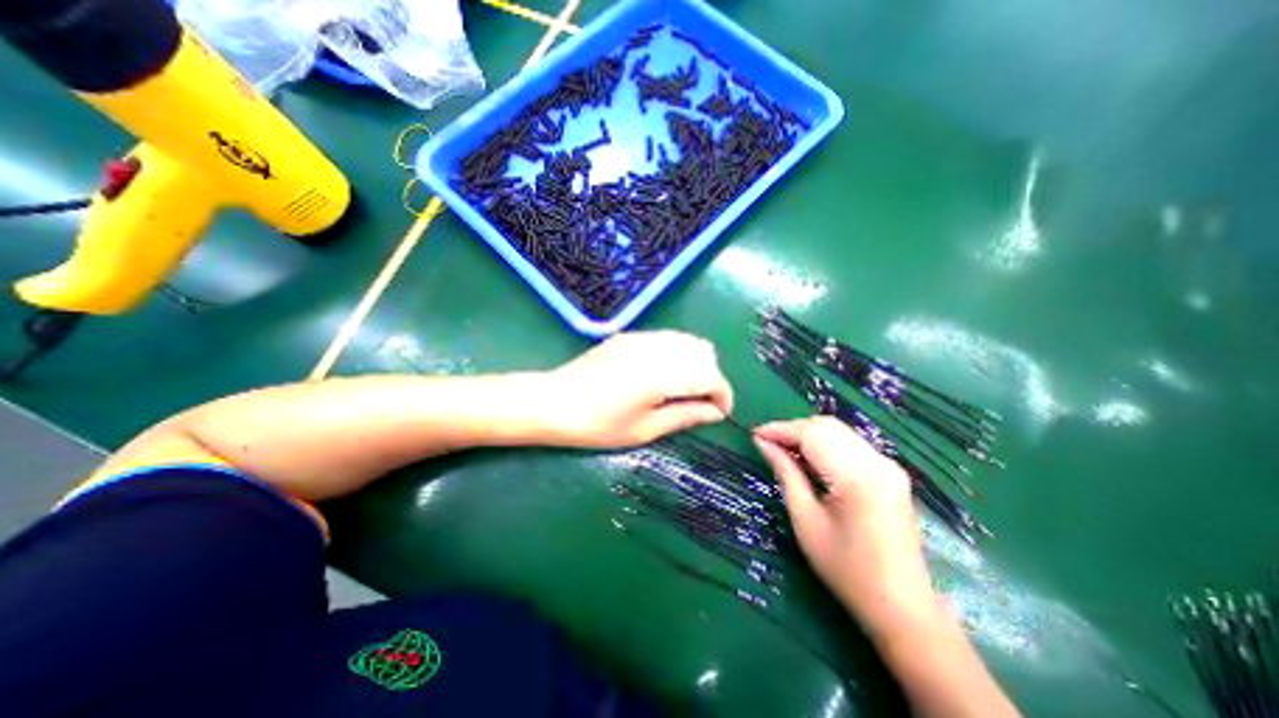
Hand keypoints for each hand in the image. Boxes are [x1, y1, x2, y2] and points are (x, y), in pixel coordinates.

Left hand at [544, 330, 733, 448]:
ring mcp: (642, 337)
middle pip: (703, 352)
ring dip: (695, 364)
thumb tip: (716, 414)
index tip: (721, 414)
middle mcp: (657, 347)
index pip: (710, 376)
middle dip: (710, 377)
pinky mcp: (630, 336)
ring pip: (687, 341)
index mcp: (663, 373)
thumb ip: (686, 416)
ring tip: (683, 390)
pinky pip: (667, 339)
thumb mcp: (645, 429)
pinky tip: (663, 375)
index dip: (722, 395)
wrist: (553, 402)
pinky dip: (677, 355)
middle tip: (699, 403)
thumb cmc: (598, 425)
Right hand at [751, 415, 936, 634]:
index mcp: (857, 477)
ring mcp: (888, 465)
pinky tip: (809, 460)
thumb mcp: (806, 520)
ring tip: (783, 451)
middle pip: (826, 426)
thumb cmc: (847, 570)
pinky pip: (850, 444)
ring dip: (807, 435)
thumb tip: (763, 443)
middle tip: (767, 444)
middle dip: (792, 430)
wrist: (902, 607)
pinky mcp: (890, 472)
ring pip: (838, 431)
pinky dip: (825, 444)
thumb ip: (786, 473)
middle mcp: (877, 461)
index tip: (754, 435)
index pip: (811, 434)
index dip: (780, 430)